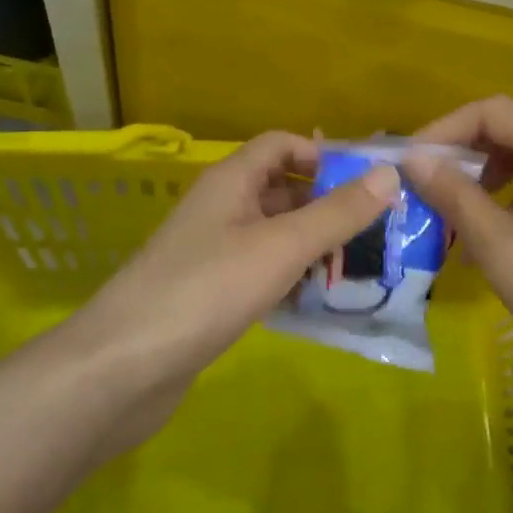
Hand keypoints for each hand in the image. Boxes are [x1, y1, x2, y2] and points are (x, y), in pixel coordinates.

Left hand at [72, 133, 398, 452]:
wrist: (123, 368)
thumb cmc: (207, 290)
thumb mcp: (281, 246)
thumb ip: (337, 212)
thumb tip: (389, 173)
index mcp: (232, 181)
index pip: (281, 145)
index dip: (323, 155)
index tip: (367, 183)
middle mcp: (221, 208)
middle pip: (282, 190)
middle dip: (328, 206)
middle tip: (377, 232)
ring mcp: (213, 253)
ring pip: (274, 235)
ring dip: (313, 247)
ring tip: (361, 269)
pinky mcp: (210, 294)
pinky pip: (261, 272)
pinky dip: (290, 279)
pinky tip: (319, 303)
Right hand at [407, 97, 512, 429]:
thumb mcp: (504, 253)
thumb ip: (455, 197)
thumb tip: (413, 160)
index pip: (495, 112)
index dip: (444, 130)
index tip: (408, 162)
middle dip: (466, 157)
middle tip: (426, 191)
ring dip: (490, 181)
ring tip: (455, 220)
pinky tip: (495, 240)